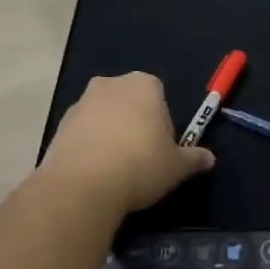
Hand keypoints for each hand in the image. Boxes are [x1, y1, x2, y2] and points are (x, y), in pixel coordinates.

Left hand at [40, 73, 214, 212]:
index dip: (163, 125)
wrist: (83, 184)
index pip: (160, 98)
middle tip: (141, 160)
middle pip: (131, 103)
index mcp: (144, 84)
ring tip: (116, 170)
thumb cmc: (140, 166)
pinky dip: (90, 146)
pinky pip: (83, 132)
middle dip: (136, 125)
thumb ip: (193, 158)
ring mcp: (82, 101)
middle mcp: (111, 84)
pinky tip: (95, 173)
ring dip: (111, 134)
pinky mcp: (61, 123)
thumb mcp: (176, 167)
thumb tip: (209, 158)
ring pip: (105, 116)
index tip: (161, 151)